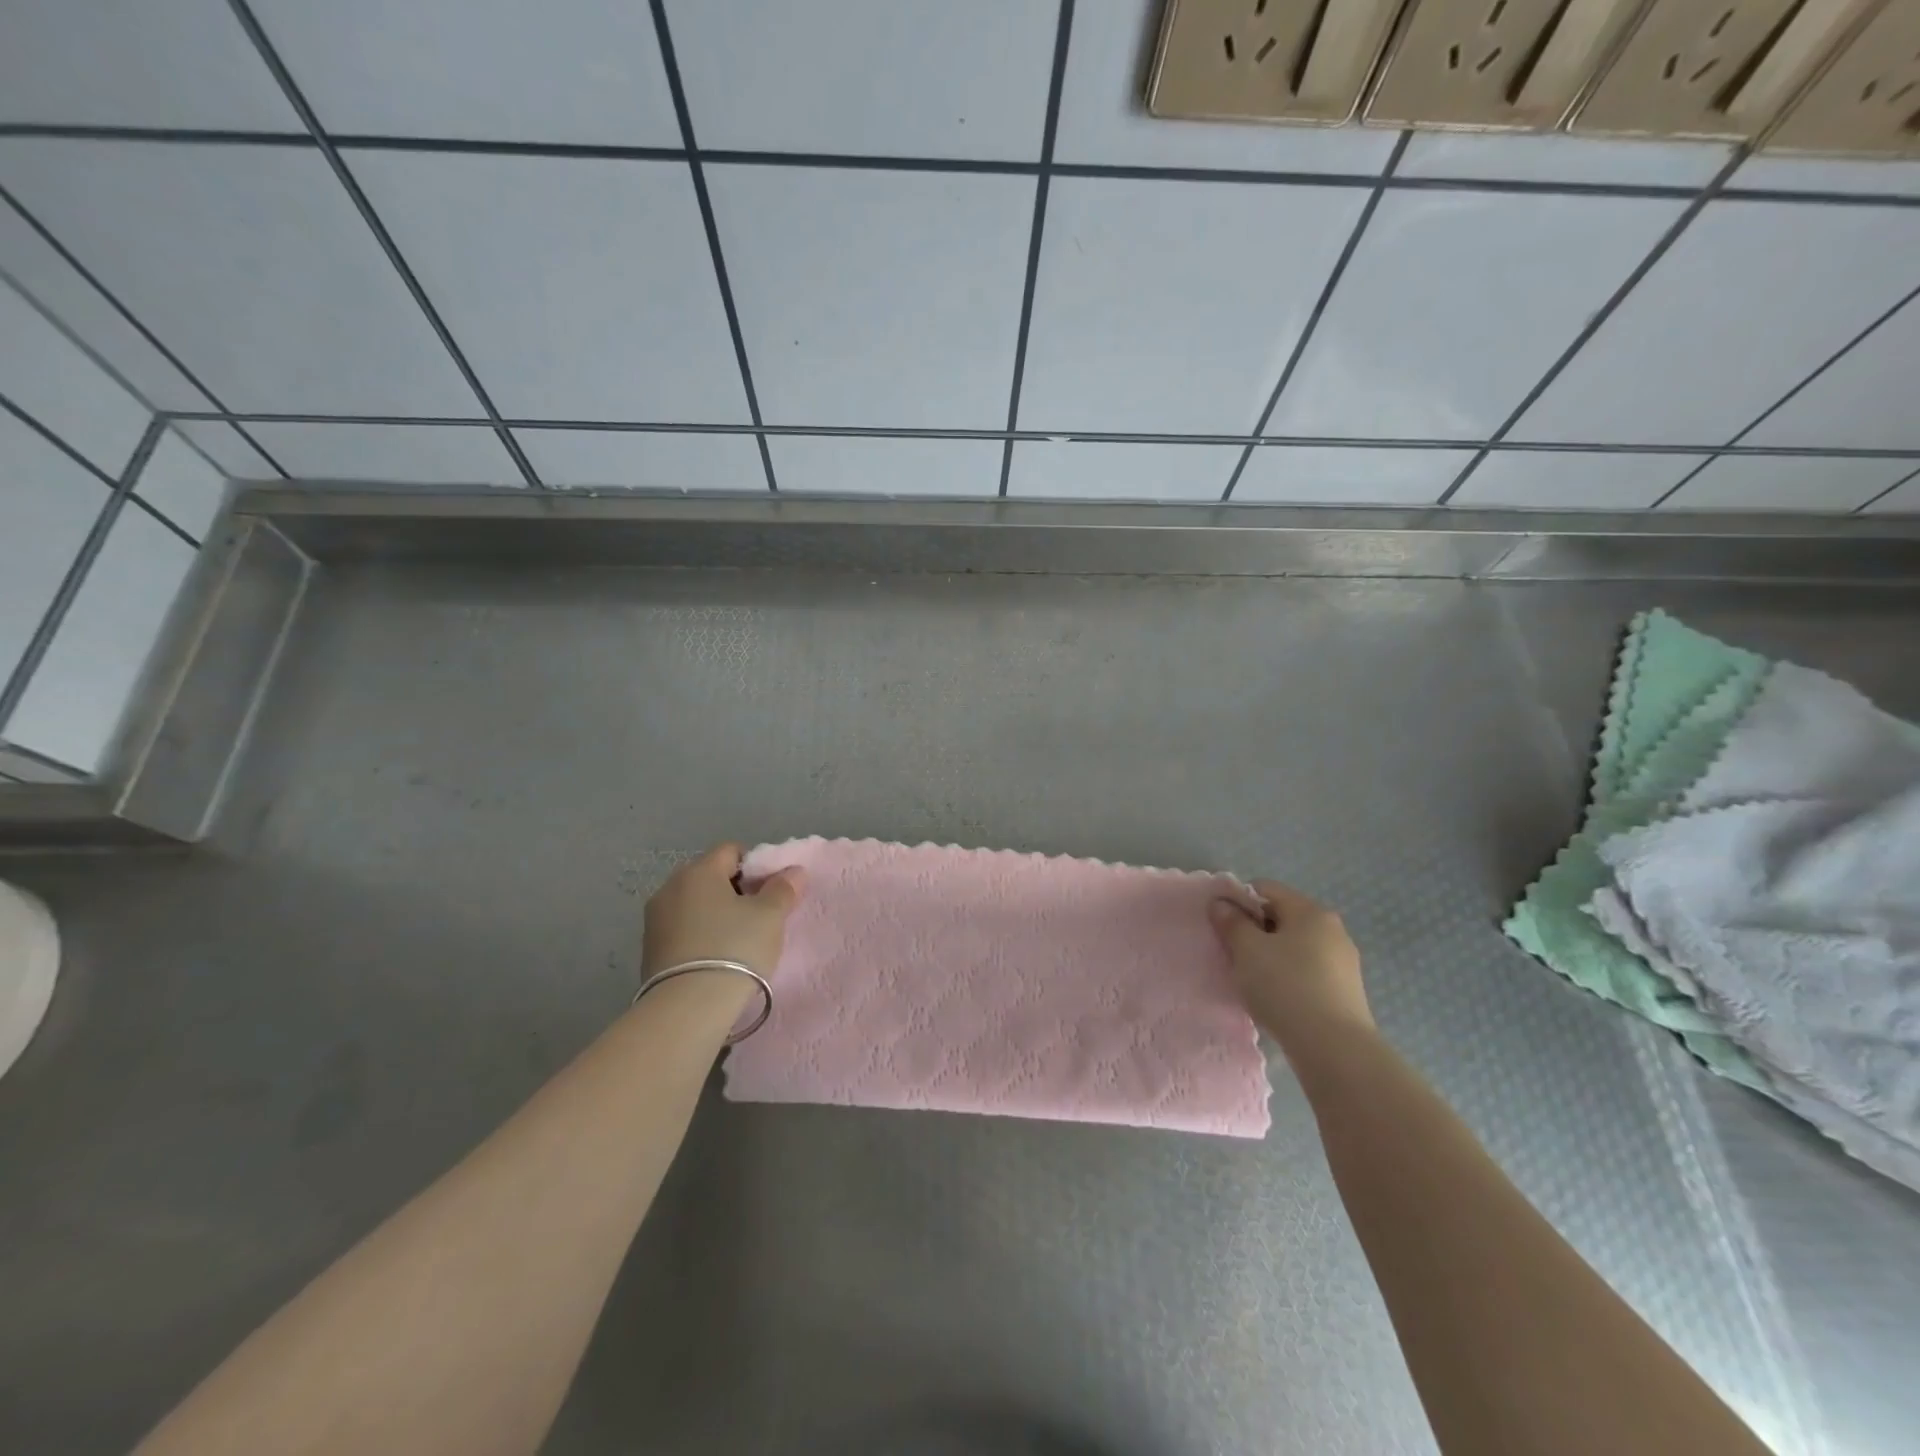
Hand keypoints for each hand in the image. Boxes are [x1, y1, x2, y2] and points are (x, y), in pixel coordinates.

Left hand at [642, 842, 804, 977]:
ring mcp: (654, 919)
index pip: (731, 850)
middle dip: (734, 890)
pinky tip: (715, 958)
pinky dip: (699, 935)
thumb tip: (793, 871)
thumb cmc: (735, 948)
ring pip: (694, 904)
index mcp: (699, 871)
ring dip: (714, 914)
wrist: (688, 1008)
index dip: (755, 866)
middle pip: (710, 876)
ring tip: (736, 941)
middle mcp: (670, 887)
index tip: (769, 892)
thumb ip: (783, 889)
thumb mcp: (770, 916)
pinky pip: (681, 929)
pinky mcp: (648, 950)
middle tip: (757, 916)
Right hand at [1208, 880, 1372, 1052]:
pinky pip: (1308, 970)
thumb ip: (1231, 922)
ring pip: (1294, 945)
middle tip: (1235, 955)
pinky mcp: (1346, 990)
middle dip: (1255, 931)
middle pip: (1281, 916)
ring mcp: (1343, 960)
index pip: (1265, 889)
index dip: (1238, 901)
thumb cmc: (1285, 987)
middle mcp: (1332, 928)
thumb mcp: (1246, 950)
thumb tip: (1221, 903)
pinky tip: (1278, 999)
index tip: (1223, 927)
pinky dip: (1289, 976)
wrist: (1334, 1048)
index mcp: (1309, 910)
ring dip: (1271, 955)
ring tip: (1255, 981)